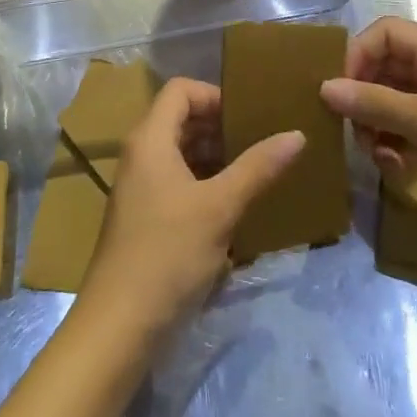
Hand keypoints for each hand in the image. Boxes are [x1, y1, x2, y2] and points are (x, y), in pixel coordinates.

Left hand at [79, 78, 303, 341]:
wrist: (119, 325)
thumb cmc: (168, 253)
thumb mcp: (219, 207)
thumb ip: (258, 167)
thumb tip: (297, 133)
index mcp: (150, 139)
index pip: (181, 90)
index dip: (215, 94)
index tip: (251, 114)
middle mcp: (141, 154)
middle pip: (181, 119)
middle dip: (221, 125)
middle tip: (262, 139)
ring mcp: (141, 187)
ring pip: (181, 152)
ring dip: (216, 156)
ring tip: (256, 169)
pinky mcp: (145, 216)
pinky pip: (178, 181)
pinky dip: (205, 182)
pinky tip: (235, 203)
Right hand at [320, 17, 416, 257]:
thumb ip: (373, 102)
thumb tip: (324, 87)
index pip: (386, 32)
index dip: (358, 54)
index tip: (340, 90)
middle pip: (385, 67)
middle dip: (363, 96)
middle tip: (352, 129)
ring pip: (391, 100)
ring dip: (375, 125)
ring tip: (375, 154)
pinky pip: (404, 128)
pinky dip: (393, 144)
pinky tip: (395, 168)